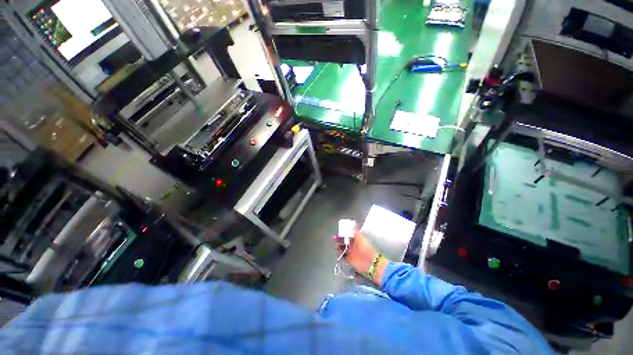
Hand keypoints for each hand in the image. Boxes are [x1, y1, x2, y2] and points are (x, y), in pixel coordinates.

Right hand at [334, 227, 387, 284]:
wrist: (369, 262)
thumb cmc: (365, 248)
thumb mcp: (360, 237)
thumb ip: (355, 230)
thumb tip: (353, 222)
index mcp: (357, 238)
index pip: (349, 234)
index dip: (344, 232)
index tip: (339, 230)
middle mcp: (353, 245)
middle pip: (344, 240)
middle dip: (339, 238)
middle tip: (335, 238)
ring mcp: (351, 252)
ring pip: (342, 247)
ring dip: (338, 245)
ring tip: (335, 245)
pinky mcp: (349, 259)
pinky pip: (342, 255)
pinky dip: (339, 253)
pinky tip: (337, 252)